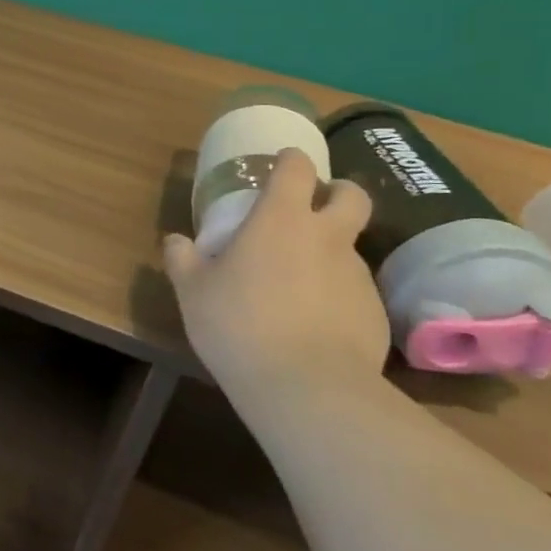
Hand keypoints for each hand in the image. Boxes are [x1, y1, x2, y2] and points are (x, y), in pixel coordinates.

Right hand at [164, 147, 389, 400]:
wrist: (308, 389)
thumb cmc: (239, 325)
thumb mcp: (193, 292)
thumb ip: (182, 259)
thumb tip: (175, 241)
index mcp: (281, 219)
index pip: (296, 168)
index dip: (289, 160)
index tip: (279, 165)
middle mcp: (326, 237)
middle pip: (352, 194)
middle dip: (337, 192)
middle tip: (313, 208)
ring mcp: (356, 275)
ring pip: (350, 246)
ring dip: (330, 251)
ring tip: (300, 282)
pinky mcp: (375, 313)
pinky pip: (355, 290)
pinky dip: (337, 295)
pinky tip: (314, 324)